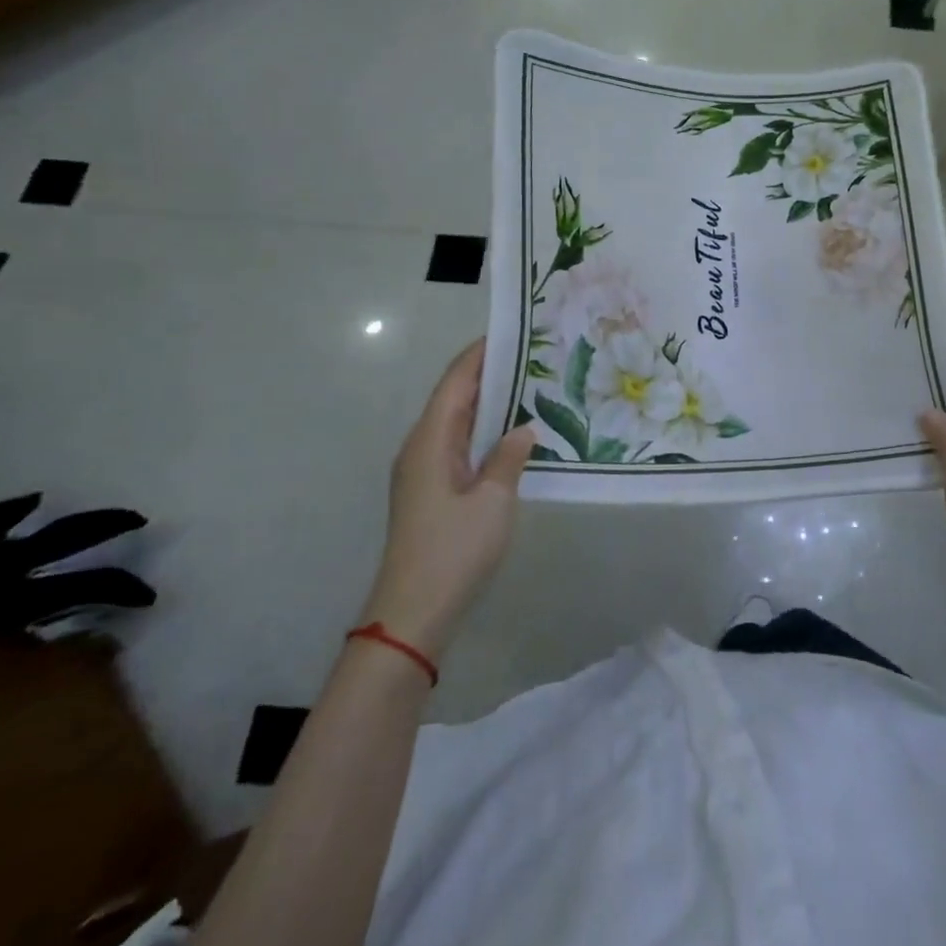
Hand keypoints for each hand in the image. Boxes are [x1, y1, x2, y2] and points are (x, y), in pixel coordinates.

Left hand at [363, 340, 534, 660]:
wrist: (413, 613)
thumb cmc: (453, 550)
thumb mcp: (494, 501)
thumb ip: (509, 458)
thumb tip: (522, 429)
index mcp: (430, 440)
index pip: (455, 382)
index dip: (479, 355)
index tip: (511, 332)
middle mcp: (421, 447)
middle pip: (454, 398)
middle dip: (488, 374)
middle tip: (532, 357)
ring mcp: (423, 471)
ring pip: (457, 423)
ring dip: (487, 404)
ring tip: (528, 386)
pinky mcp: (431, 491)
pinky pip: (458, 446)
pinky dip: (483, 431)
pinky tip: (511, 434)